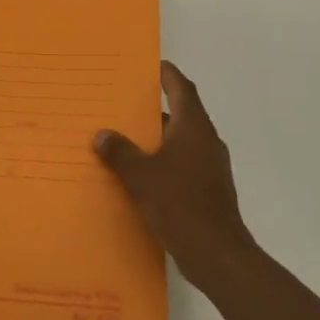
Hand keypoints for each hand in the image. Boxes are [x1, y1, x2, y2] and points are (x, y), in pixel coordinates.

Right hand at [96, 62, 261, 295]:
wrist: (217, 254)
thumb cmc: (180, 204)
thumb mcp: (141, 176)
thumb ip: (120, 152)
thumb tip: (102, 134)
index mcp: (193, 128)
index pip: (182, 88)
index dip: (167, 75)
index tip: (150, 65)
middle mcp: (205, 141)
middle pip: (181, 113)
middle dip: (154, 108)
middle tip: (123, 103)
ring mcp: (210, 166)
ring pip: (180, 141)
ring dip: (157, 137)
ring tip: (124, 137)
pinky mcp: (208, 189)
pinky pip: (182, 163)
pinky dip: (163, 160)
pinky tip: (140, 173)